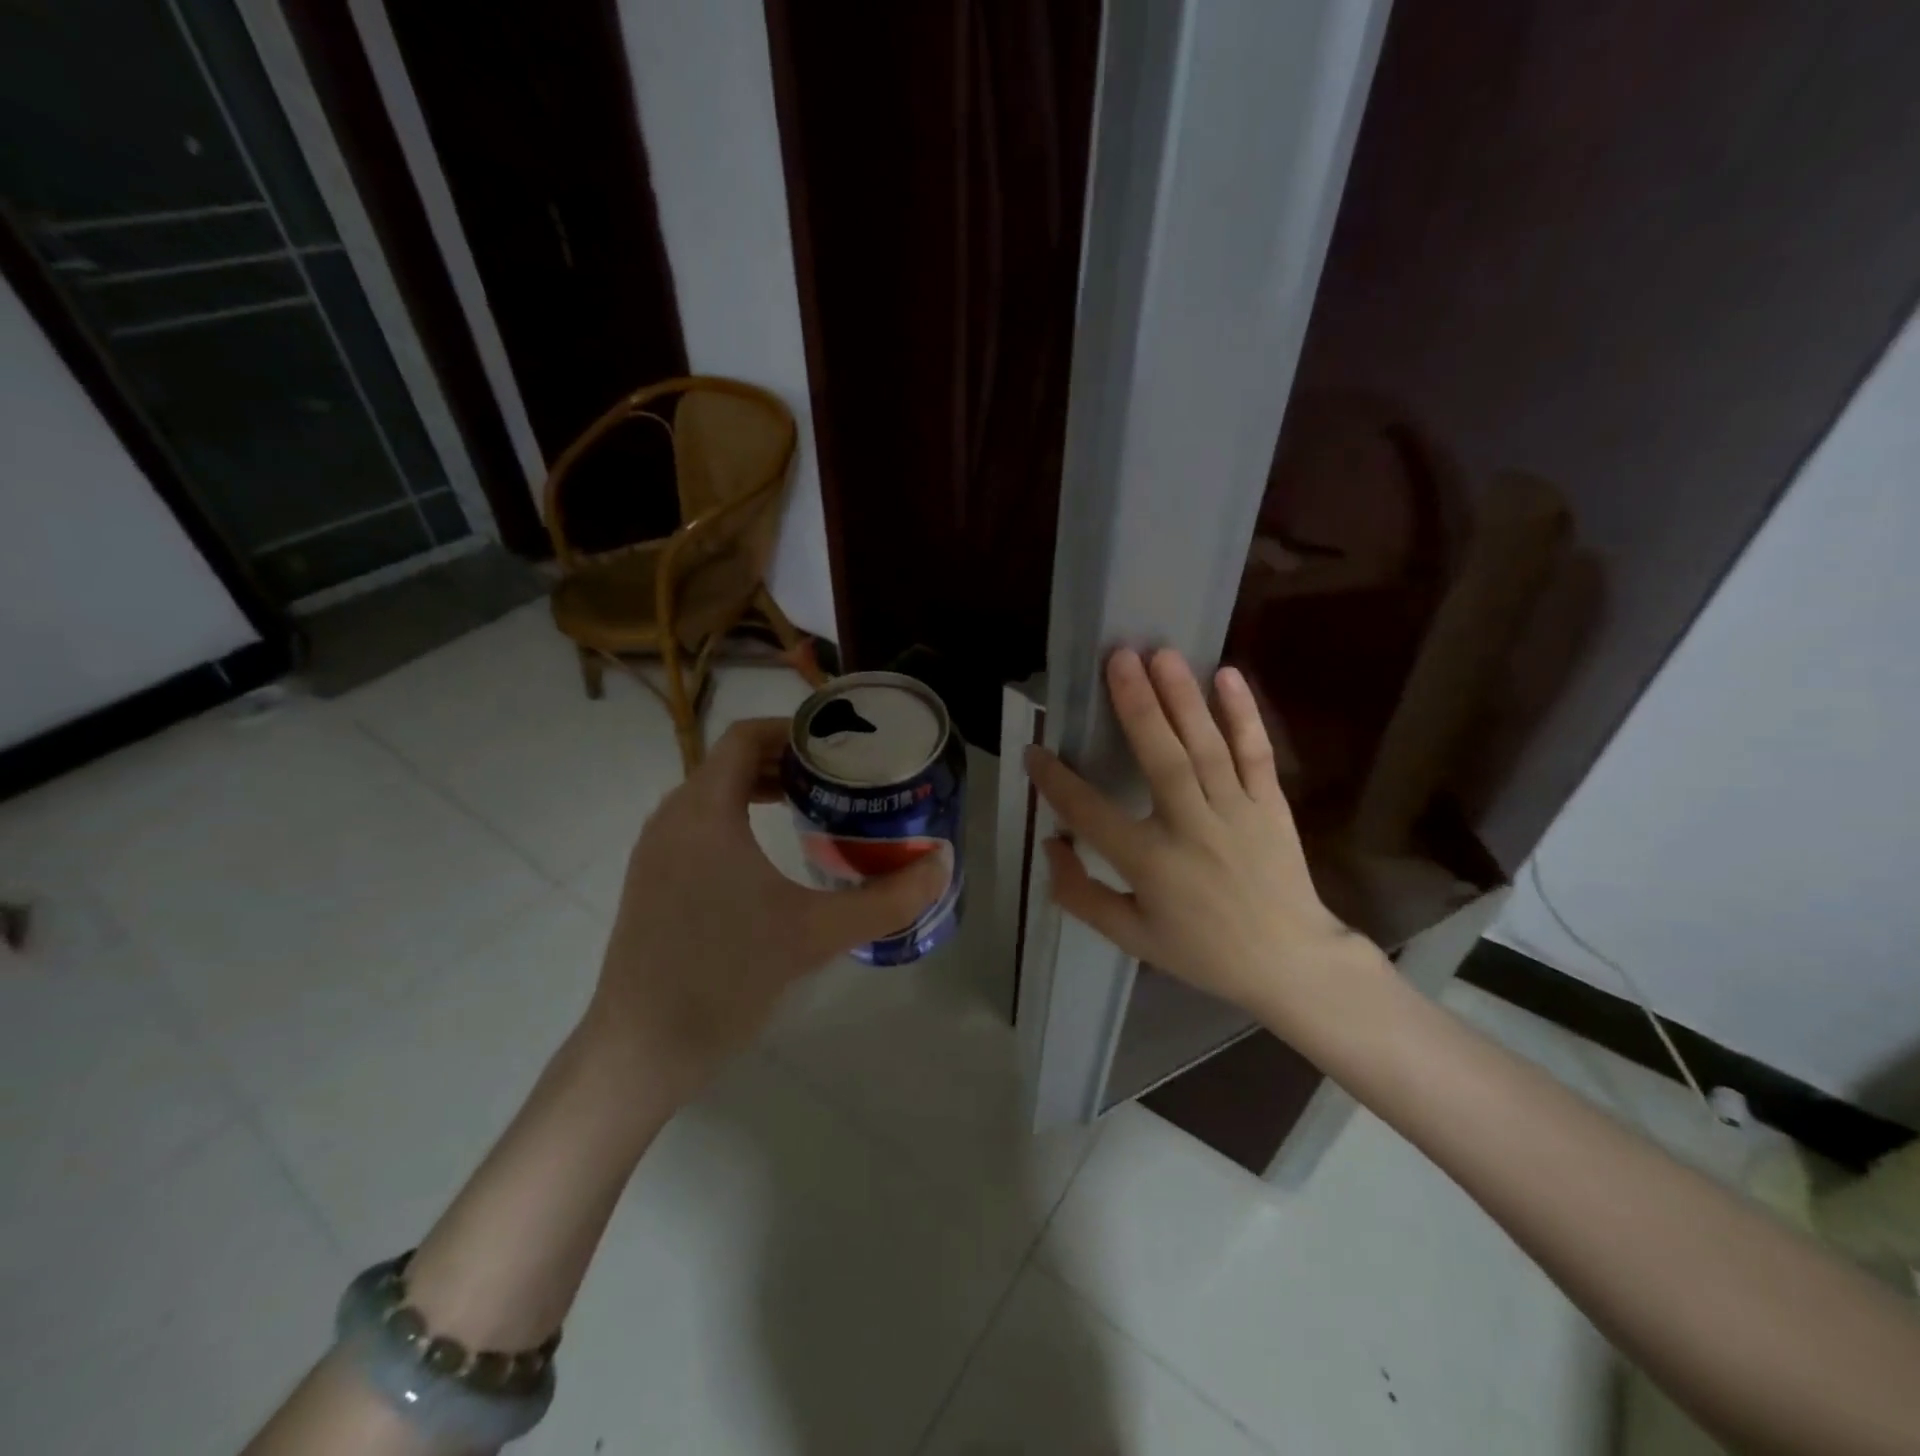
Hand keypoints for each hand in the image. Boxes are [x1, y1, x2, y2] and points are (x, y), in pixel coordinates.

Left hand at [581, 718, 945, 1098]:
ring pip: (713, 795)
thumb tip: (942, 865)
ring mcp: (656, 852)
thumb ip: (886, 899)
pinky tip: (772, 855)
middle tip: (841, 777)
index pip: (745, 737)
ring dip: (763, 789)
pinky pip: (700, 825)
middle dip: (787, 761)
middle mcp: (672, 819)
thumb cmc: (725, 978)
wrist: (640, 1051)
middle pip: (731, 762)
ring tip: (815, 807)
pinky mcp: (652, 882)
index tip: (840, 745)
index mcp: (703, 812)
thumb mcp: (816, 935)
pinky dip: (739, 818)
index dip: (793, 730)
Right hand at [1027, 648, 1388, 1047]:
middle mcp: (1192, 829)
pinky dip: (1243, 714)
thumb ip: (1081, 894)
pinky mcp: (1270, 804)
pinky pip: (1256, 753)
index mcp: (1151, 864)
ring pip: (1206, 747)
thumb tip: (1050, 845)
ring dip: (1183, 697)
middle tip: (1118, 657)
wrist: (1290, 963)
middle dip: (1137, 706)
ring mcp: (1236, 812)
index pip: (1091, 814)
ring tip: (1161, 653)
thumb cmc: (1203, 951)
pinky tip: (1228, 676)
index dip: (1057, 782)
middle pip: (1161, 759)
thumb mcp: (1131, 936)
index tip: (1034, 750)